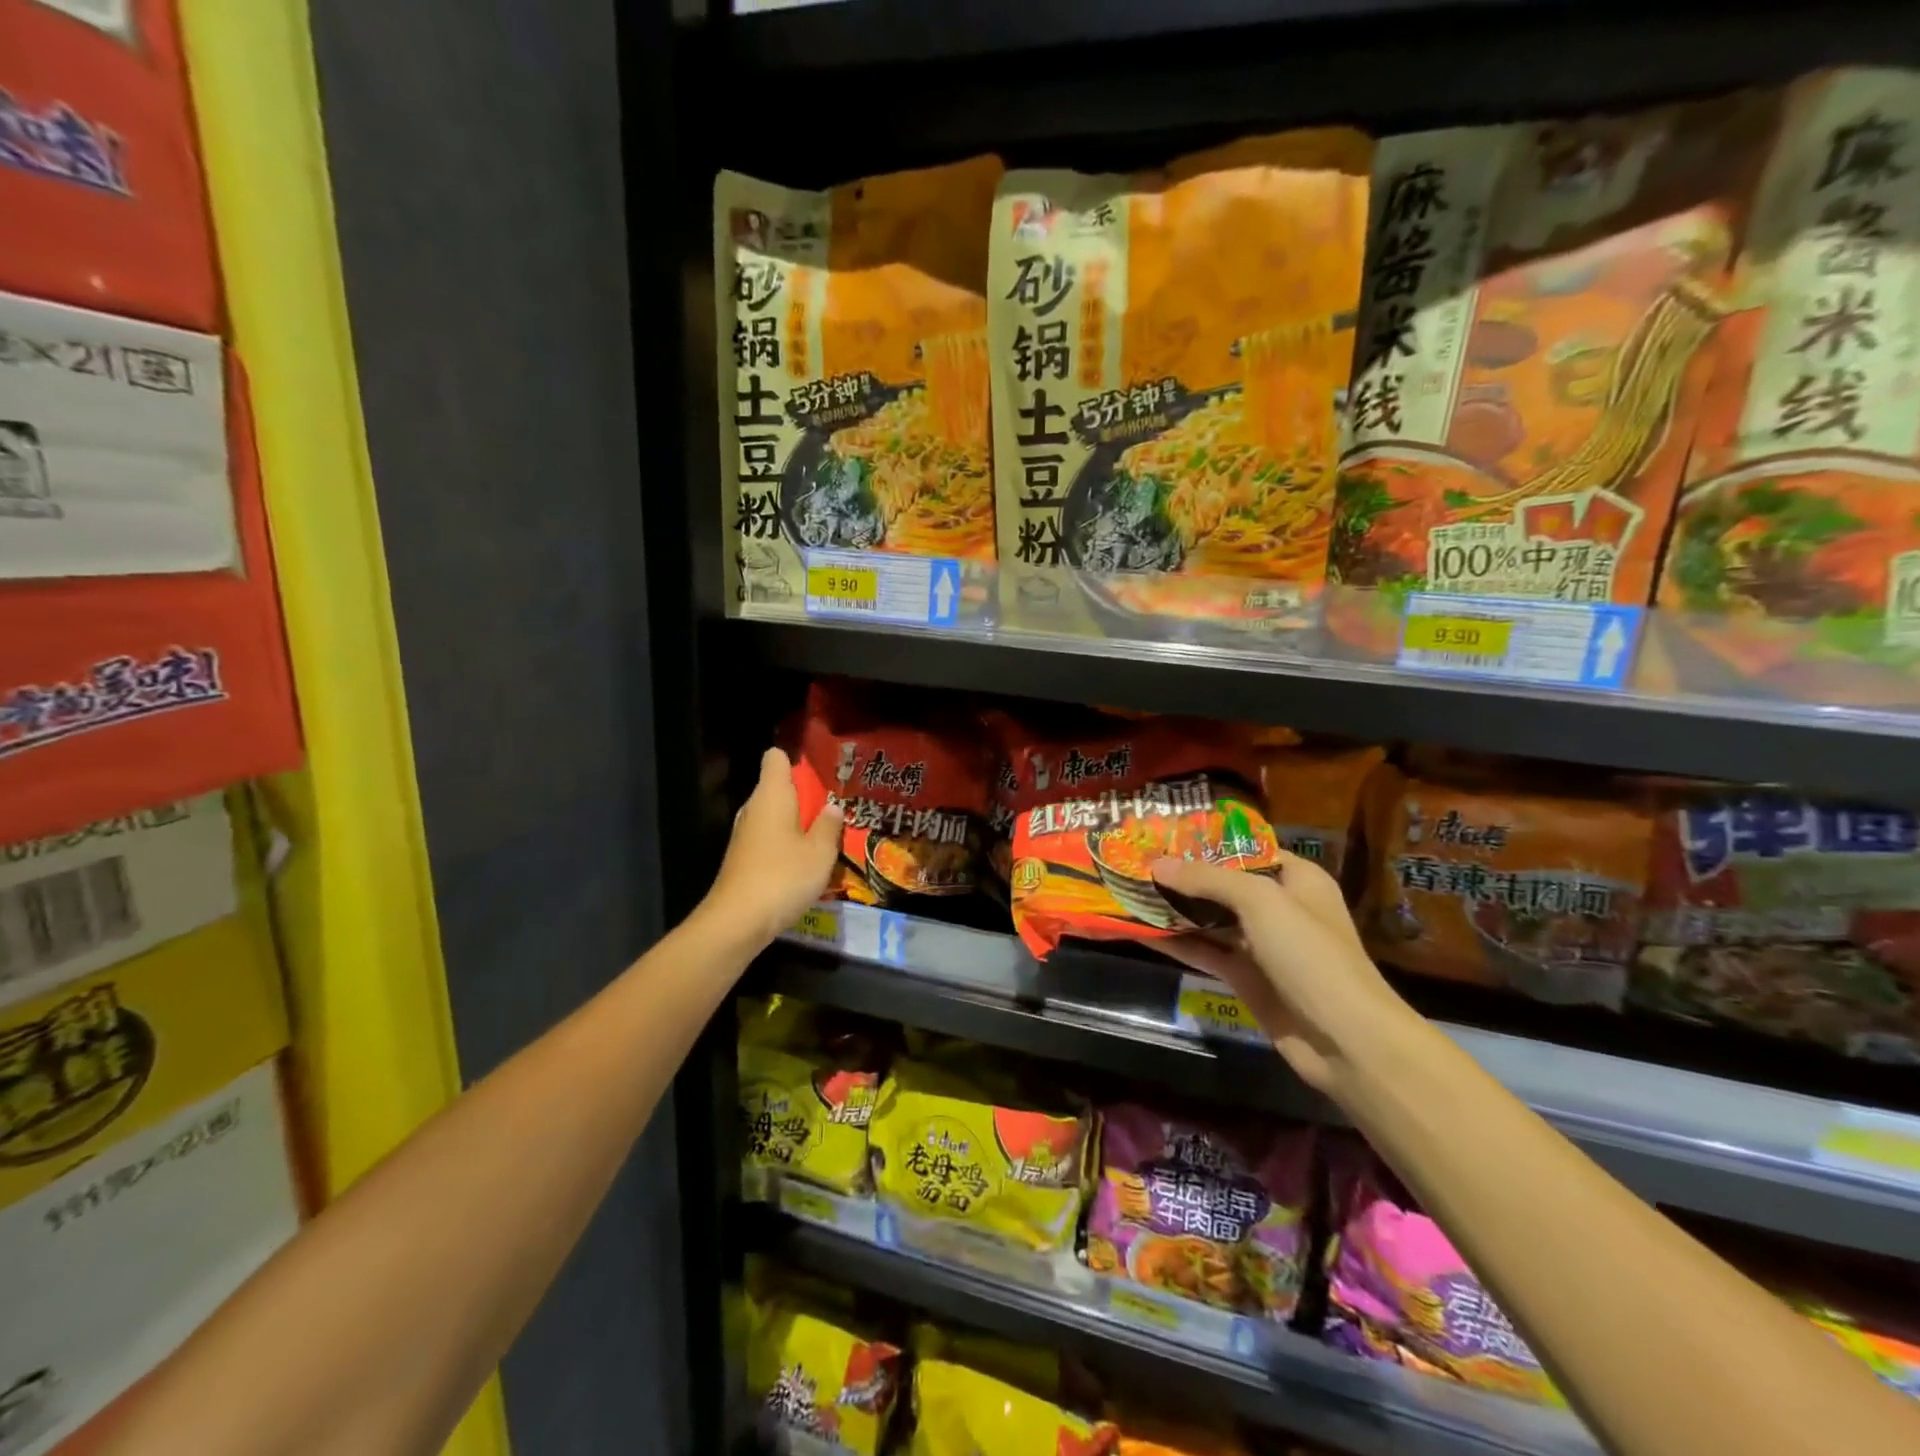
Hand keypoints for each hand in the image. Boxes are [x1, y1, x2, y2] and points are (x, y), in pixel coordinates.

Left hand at [703, 748, 844, 945]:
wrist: (737, 922)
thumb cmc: (783, 876)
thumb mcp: (820, 852)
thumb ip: (829, 826)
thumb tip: (832, 807)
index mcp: (772, 795)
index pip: (776, 758)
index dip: (796, 760)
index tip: (820, 772)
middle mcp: (754, 808)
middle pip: (777, 788)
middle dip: (804, 796)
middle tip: (835, 807)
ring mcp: (745, 835)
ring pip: (774, 816)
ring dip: (797, 823)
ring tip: (826, 835)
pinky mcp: (743, 859)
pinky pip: (769, 840)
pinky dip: (786, 845)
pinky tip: (805, 863)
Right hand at [1151, 851, 1411, 1092]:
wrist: (1345, 1039)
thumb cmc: (1310, 954)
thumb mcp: (1261, 901)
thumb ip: (1208, 879)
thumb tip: (1157, 865)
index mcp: (1297, 879)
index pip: (1247, 849)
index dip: (1208, 841)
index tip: (1165, 834)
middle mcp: (1279, 907)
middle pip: (1224, 884)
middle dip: (1184, 875)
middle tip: (1138, 860)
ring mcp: (1262, 945)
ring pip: (1210, 918)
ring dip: (1175, 908)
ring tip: (1131, 890)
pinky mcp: (1246, 977)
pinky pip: (1206, 952)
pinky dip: (1177, 942)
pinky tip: (1142, 931)